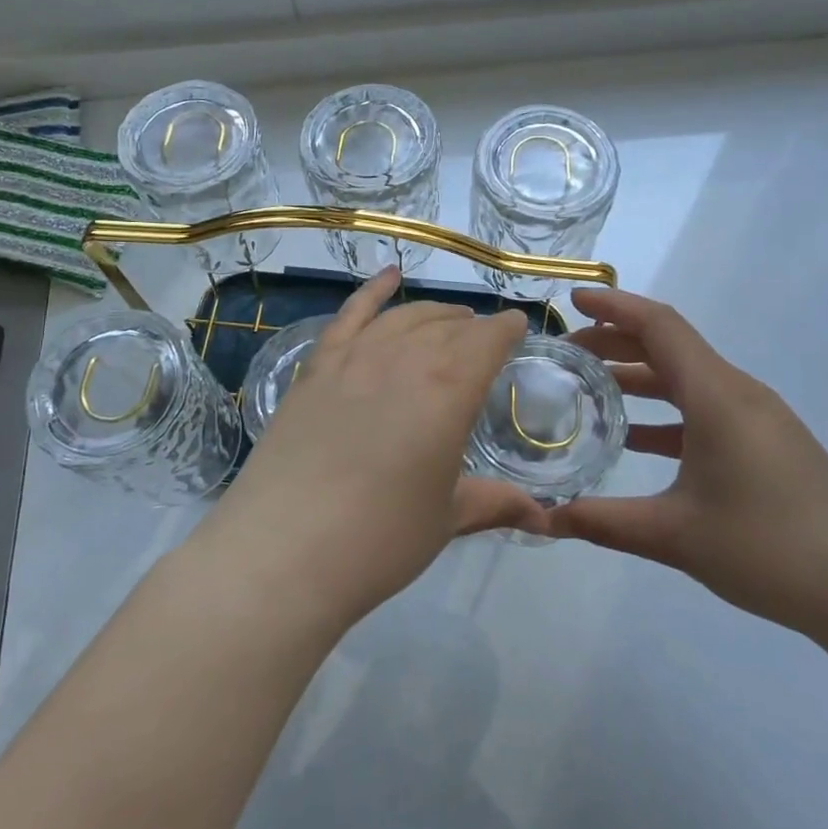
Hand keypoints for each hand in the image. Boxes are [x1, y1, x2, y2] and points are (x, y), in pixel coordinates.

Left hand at [218, 268, 545, 623]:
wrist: (282, 551)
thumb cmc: (379, 540)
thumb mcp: (445, 519)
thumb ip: (494, 504)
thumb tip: (544, 519)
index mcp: (448, 391)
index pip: (487, 341)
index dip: (506, 330)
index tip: (517, 328)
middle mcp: (404, 360)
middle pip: (446, 326)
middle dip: (472, 327)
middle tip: (483, 338)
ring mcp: (353, 359)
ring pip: (403, 318)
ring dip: (432, 313)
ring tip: (448, 319)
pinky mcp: (315, 369)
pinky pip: (348, 316)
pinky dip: (372, 292)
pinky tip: (389, 277)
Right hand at [546, 288, 827, 644]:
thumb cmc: (769, 549)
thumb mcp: (675, 535)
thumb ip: (603, 523)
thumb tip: (544, 521)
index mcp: (717, 396)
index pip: (660, 327)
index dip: (614, 307)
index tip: (573, 301)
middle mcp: (738, 394)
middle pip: (671, 347)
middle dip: (618, 342)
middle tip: (569, 353)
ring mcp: (758, 419)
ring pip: (689, 379)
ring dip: (641, 377)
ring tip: (593, 389)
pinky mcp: (768, 444)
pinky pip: (707, 409)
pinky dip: (667, 412)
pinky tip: (637, 439)